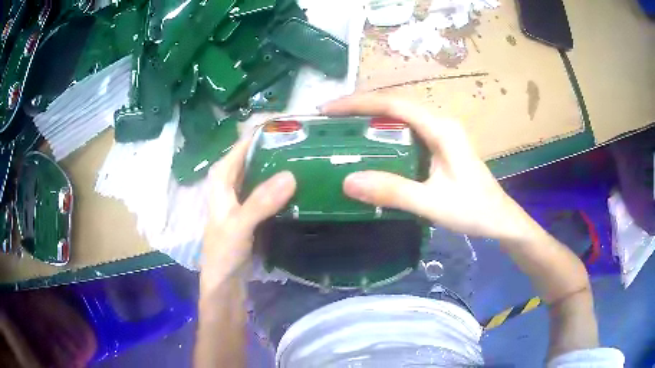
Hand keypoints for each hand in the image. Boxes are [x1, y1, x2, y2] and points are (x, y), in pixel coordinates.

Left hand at [201, 139, 295, 292]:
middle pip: (256, 155)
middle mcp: (232, 181)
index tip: (296, 124)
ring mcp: (244, 196)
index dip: (267, 132)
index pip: (245, 144)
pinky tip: (302, 183)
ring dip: (283, 164)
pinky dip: (283, 184)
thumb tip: (291, 174)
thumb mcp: (238, 226)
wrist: (225, 283)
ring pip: (264, 171)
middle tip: (310, 140)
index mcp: (222, 177)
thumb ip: (260, 202)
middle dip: (279, 146)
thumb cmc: (223, 254)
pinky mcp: (254, 210)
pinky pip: (270, 189)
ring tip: (311, 156)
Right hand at [322, 95, 535, 240]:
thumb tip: (348, 181)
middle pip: (394, 106)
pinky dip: (383, 134)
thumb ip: (394, 192)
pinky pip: (406, 133)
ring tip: (341, 130)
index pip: (394, 104)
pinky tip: (369, 147)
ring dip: (370, 119)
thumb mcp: (433, 204)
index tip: (328, 110)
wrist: (500, 220)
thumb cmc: (474, 211)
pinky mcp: (440, 147)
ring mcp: (441, 135)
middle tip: (328, 121)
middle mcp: (440, 124)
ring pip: (400, 118)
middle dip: (360, 108)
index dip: (358, 103)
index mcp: (441, 129)